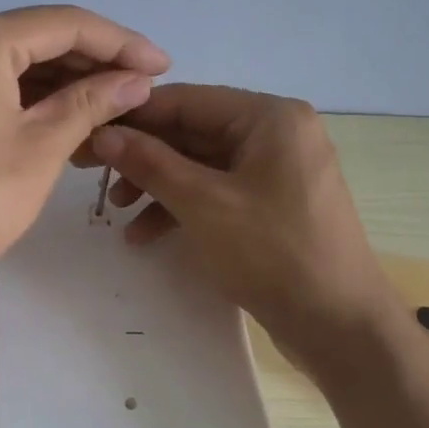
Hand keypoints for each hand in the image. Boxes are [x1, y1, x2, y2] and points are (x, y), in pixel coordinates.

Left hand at [0, 6, 169, 293]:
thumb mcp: (44, 146)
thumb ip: (93, 102)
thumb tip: (137, 81)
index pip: (65, 24)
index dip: (120, 43)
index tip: (162, 65)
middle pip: (38, 38)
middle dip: (93, 62)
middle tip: (141, 88)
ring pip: (15, 62)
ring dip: (64, 83)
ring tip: (114, 108)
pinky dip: (31, 99)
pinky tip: (70, 119)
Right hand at [85, 85, 400, 361]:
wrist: (341, 327)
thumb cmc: (273, 253)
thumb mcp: (202, 204)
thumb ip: (150, 162)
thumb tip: (103, 133)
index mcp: (268, 117)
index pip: (186, 100)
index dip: (133, 117)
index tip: (88, 133)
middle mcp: (275, 133)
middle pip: (191, 132)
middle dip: (142, 156)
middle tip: (92, 174)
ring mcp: (276, 170)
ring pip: (200, 164)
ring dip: (157, 185)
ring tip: (117, 211)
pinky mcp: (271, 204)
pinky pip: (217, 191)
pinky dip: (182, 207)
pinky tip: (145, 235)